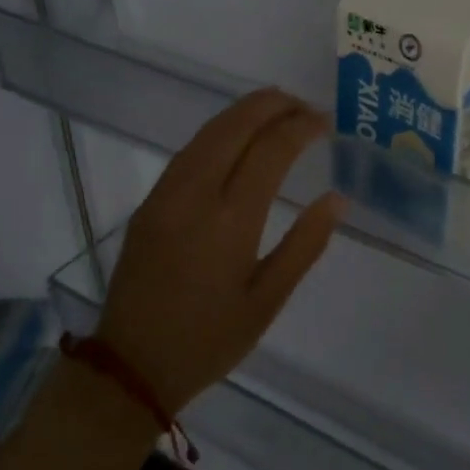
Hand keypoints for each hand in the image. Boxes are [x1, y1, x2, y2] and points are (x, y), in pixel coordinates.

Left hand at [95, 89, 346, 414]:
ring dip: (243, 112)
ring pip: (207, 133)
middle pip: (234, 126)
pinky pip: (188, 151)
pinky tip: (236, 137)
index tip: (325, 122)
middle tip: (304, 105)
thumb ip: (305, 245)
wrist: (132, 364)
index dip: (300, 127)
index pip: (270, 150)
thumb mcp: (268, 300)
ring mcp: (166, 195)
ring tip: (277, 109)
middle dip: (271, 104)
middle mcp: (195, 195)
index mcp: (230, 220)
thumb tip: (337, 199)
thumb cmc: (210, 339)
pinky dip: (219, 131)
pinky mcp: (149, 203)